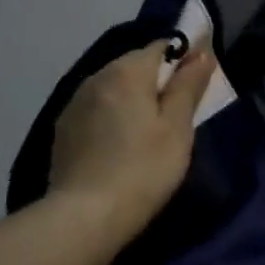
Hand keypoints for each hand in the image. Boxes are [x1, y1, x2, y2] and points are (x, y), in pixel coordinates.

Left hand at [47, 40, 216, 237]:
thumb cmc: (144, 169)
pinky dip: (112, 117)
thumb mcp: (177, 128)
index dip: (184, 60)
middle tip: (177, 116)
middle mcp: (95, 76)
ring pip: (113, 88)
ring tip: (148, 133)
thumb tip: (201, 52)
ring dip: (133, 100)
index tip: (197, 87)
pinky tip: (120, 145)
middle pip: (135, 66)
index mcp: (126, 71)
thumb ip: (188, 86)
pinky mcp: (63, 129)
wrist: (85, 216)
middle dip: (157, 82)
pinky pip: (96, 109)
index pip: (162, 47)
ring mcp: (74, 103)